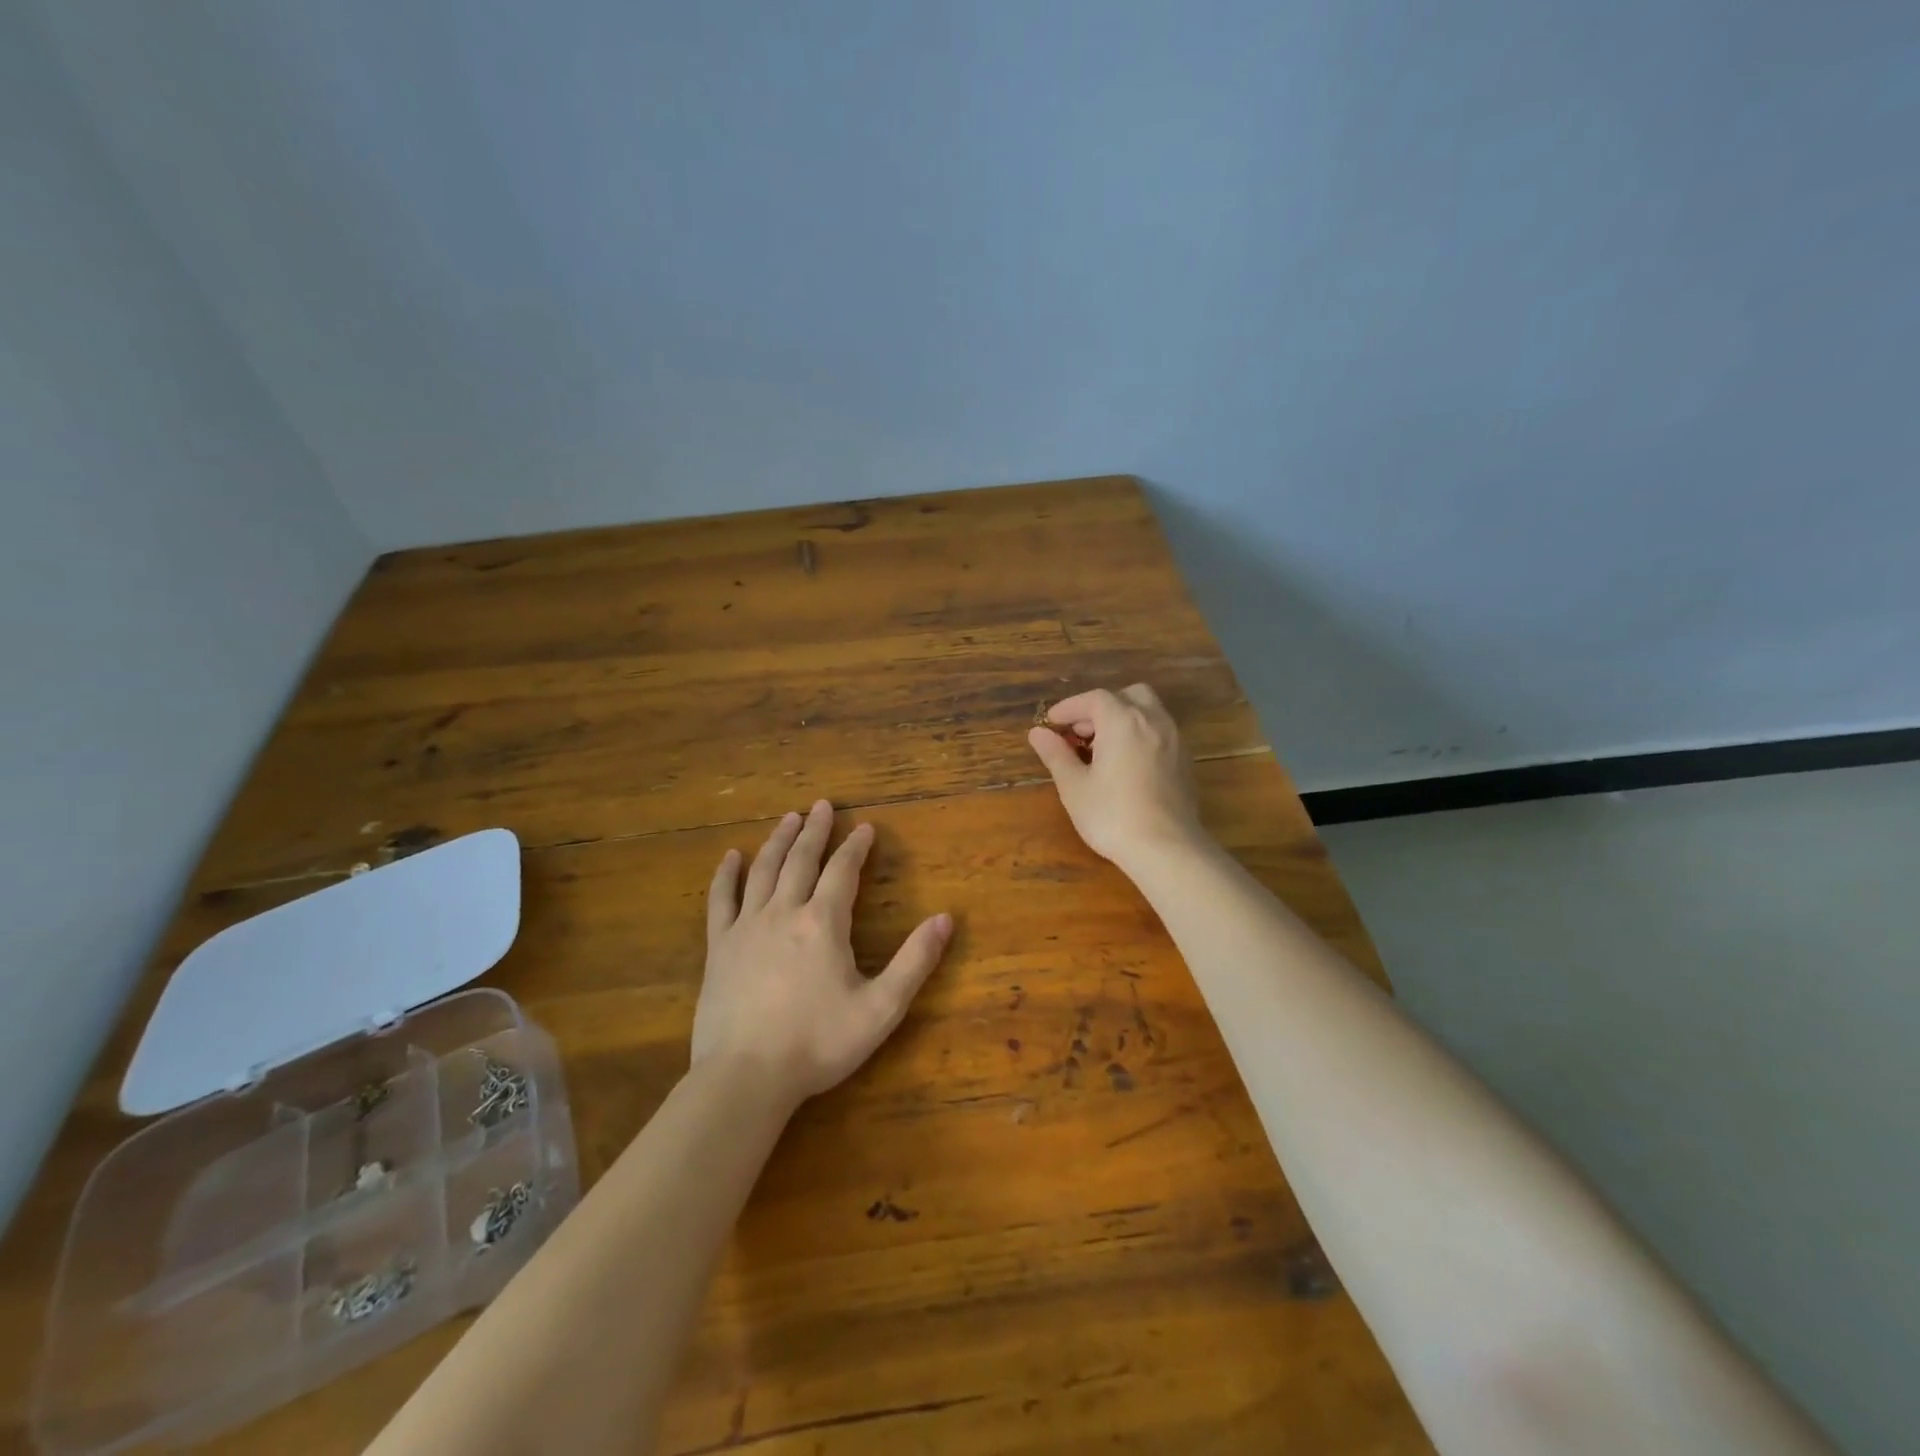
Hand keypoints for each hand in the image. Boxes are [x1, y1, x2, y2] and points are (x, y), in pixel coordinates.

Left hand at [694, 800, 952, 1107]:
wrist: (745, 1077)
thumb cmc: (818, 1044)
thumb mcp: (881, 1008)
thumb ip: (915, 961)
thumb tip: (946, 919)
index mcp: (823, 923)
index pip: (842, 871)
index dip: (855, 846)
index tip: (865, 827)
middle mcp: (784, 912)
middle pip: (801, 859)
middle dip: (815, 830)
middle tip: (822, 805)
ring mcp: (746, 927)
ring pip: (763, 870)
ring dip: (778, 840)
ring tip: (789, 818)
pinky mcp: (719, 948)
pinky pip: (720, 900)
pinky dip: (726, 875)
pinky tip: (731, 858)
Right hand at [1026, 684, 1203, 864]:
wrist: (1167, 848)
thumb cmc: (1112, 815)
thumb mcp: (1074, 786)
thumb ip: (1055, 754)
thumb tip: (1037, 733)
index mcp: (1123, 721)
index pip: (1093, 699)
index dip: (1070, 707)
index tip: (1051, 723)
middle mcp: (1153, 721)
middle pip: (1127, 696)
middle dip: (1100, 708)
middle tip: (1080, 733)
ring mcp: (1174, 740)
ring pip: (1148, 713)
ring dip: (1122, 720)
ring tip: (1101, 750)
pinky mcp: (1185, 762)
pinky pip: (1159, 733)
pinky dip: (1140, 736)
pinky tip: (1126, 766)